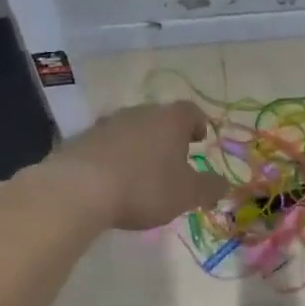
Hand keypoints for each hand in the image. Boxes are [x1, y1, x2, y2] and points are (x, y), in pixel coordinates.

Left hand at [39, 101, 229, 230]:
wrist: (79, 189)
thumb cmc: (144, 187)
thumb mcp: (186, 194)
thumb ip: (209, 187)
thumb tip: (225, 183)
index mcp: (170, 119)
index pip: (190, 111)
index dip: (198, 124)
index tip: (200, 139)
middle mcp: (139, 112)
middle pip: (159, 117)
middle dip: (168, 136)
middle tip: (173, 159)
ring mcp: (107, 123)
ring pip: (131, 129)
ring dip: (139, 145)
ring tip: (142, 171)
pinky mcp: (81, 139)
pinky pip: (106, 144)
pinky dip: (114, 156)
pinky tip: (113, 179)